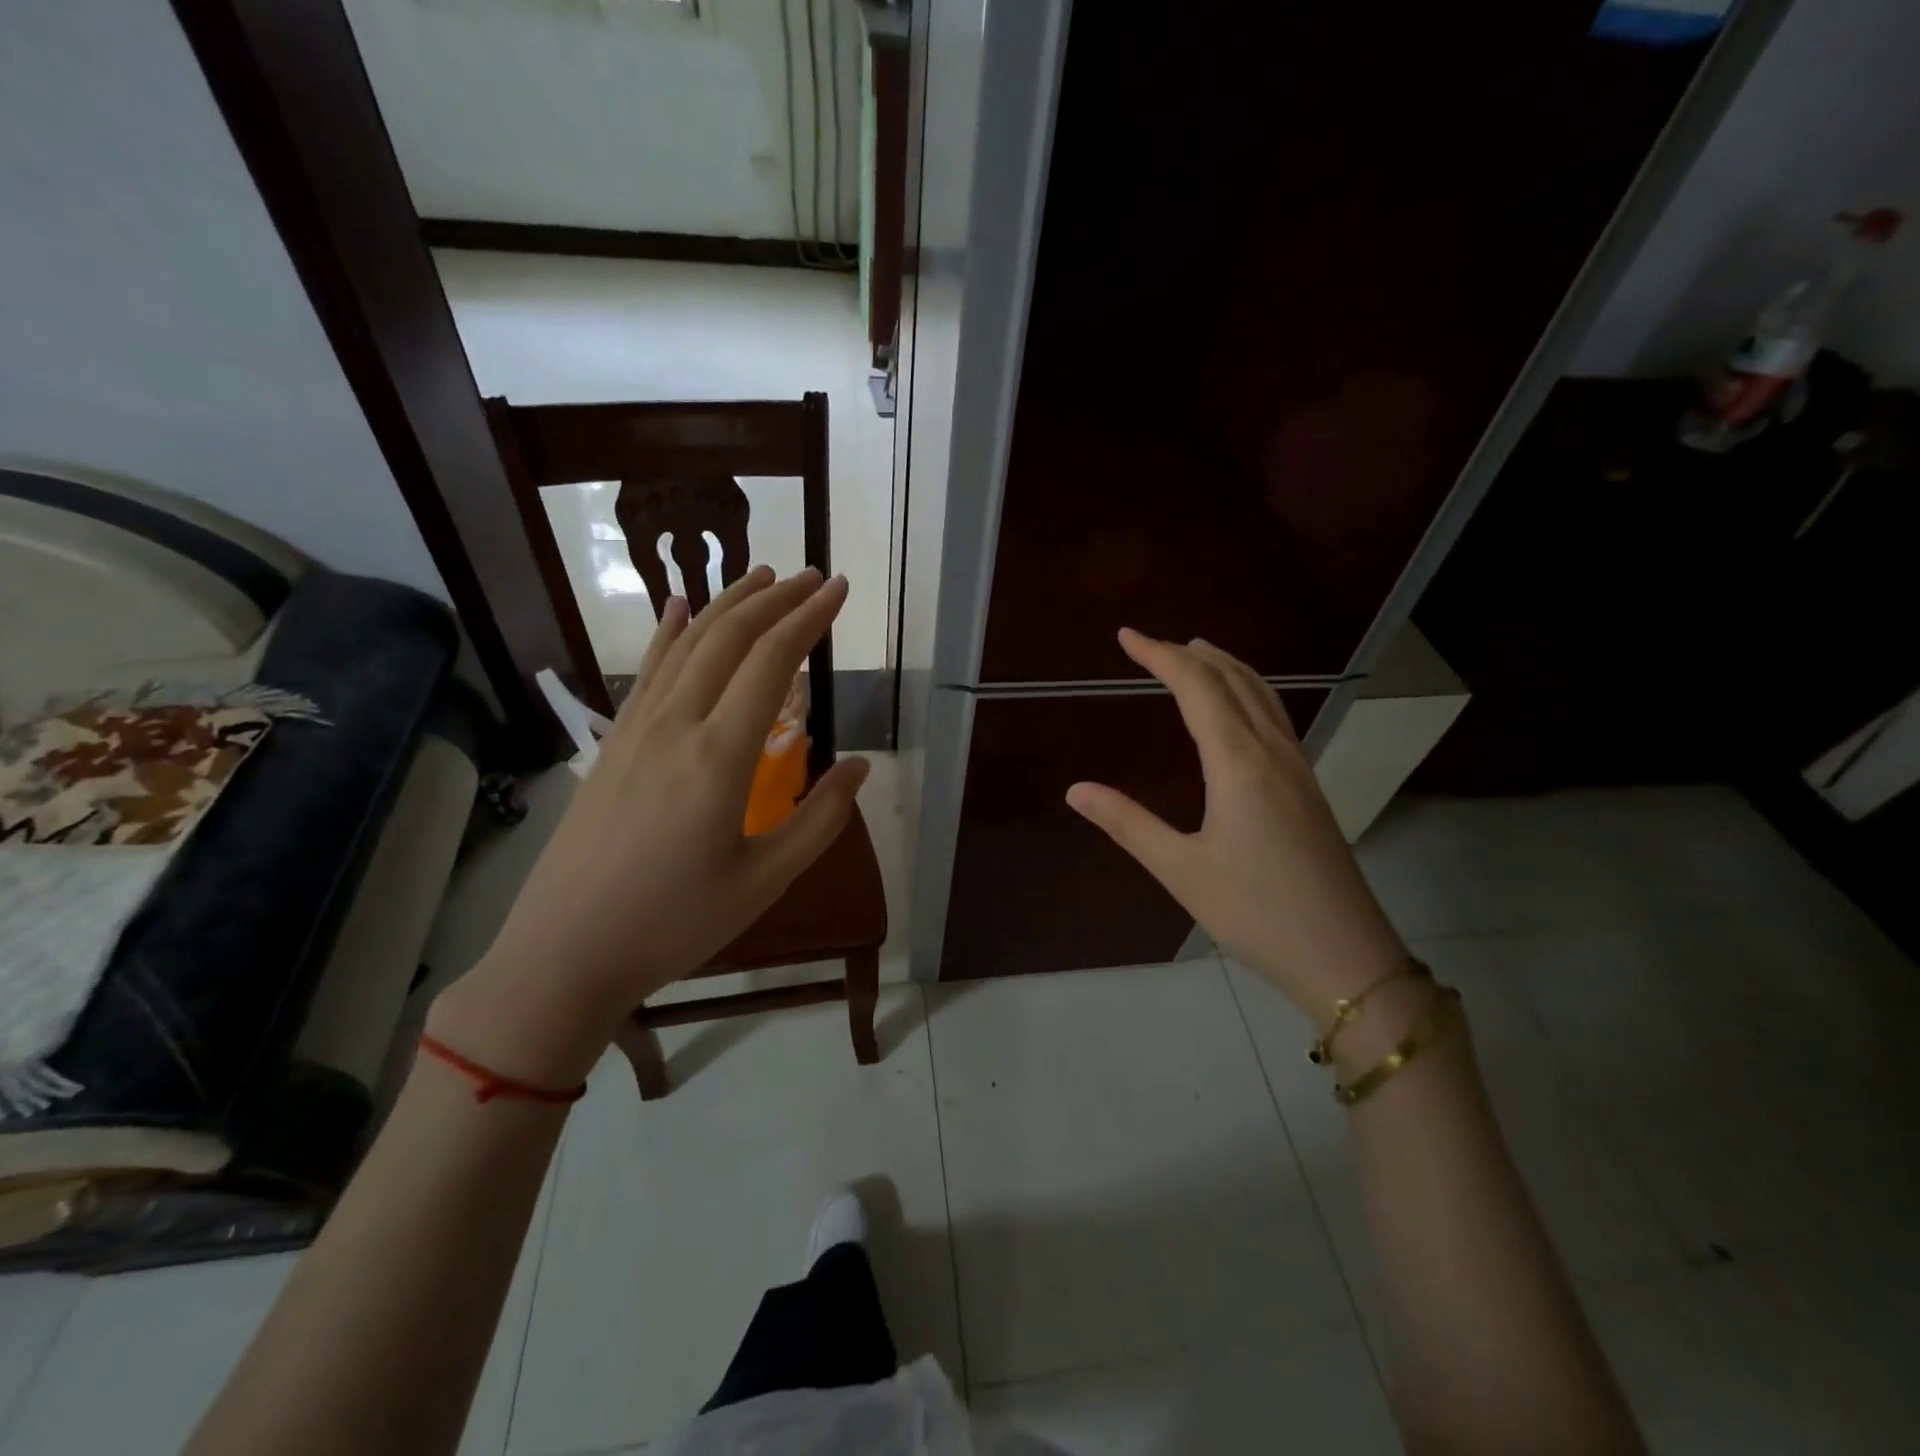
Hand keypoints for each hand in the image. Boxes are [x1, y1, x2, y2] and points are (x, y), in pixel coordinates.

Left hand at [432, 567, 869, 1084]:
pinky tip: (679, 608)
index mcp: (720, 757)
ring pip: (686, 644)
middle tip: (812, 576)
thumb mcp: (763, 882)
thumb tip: (860, 767)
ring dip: (728, 604)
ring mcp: (636, 729)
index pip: (772, 662)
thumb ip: (819, 820)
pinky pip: (647, 671)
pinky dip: (669, 631)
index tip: (838, 590)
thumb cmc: (674, 923)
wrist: (565, 953)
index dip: (808, 618)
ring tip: (762, 576)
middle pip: (728, 638)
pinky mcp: (612, 743)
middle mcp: (676, 725)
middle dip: (774, 598)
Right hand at [1066, 629, 1406, 1019]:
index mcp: (1238, 762)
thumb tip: (1075, 790)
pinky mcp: (1309, 789)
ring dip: (1226, 667)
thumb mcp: (1181, 870)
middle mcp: (1272, 751)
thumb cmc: (1256, 912)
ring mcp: (1298, 768)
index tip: (1126, 637)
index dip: (1160, 655)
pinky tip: (1239, 711)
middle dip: (1190, 654)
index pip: (1196, 687)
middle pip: (1233, 680)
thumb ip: (1127, 823)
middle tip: (1152, 643)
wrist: (1346, 956)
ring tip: (1197, 654)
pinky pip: (1276, 718)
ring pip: (1263, 695)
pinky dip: (1249, 692)